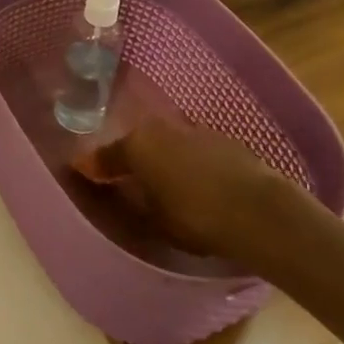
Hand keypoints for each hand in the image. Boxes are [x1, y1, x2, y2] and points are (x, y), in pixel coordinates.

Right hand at [92, 120, 315, 265]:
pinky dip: (188, 163)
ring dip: (162, 159)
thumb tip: (111, 185)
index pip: (104, 155)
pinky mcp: (223, 140)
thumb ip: (127, 196)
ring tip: (164, 184)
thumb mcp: (152, 216)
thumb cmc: (194, 217)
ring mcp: (194, 130)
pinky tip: (196, 184)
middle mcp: (160, 127)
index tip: (84, 175)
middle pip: (137, 143)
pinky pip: (193, 151)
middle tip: (126, 179)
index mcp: (136, 143)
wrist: (259, 212)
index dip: (94, 168)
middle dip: (131, 159)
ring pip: (167, 144)